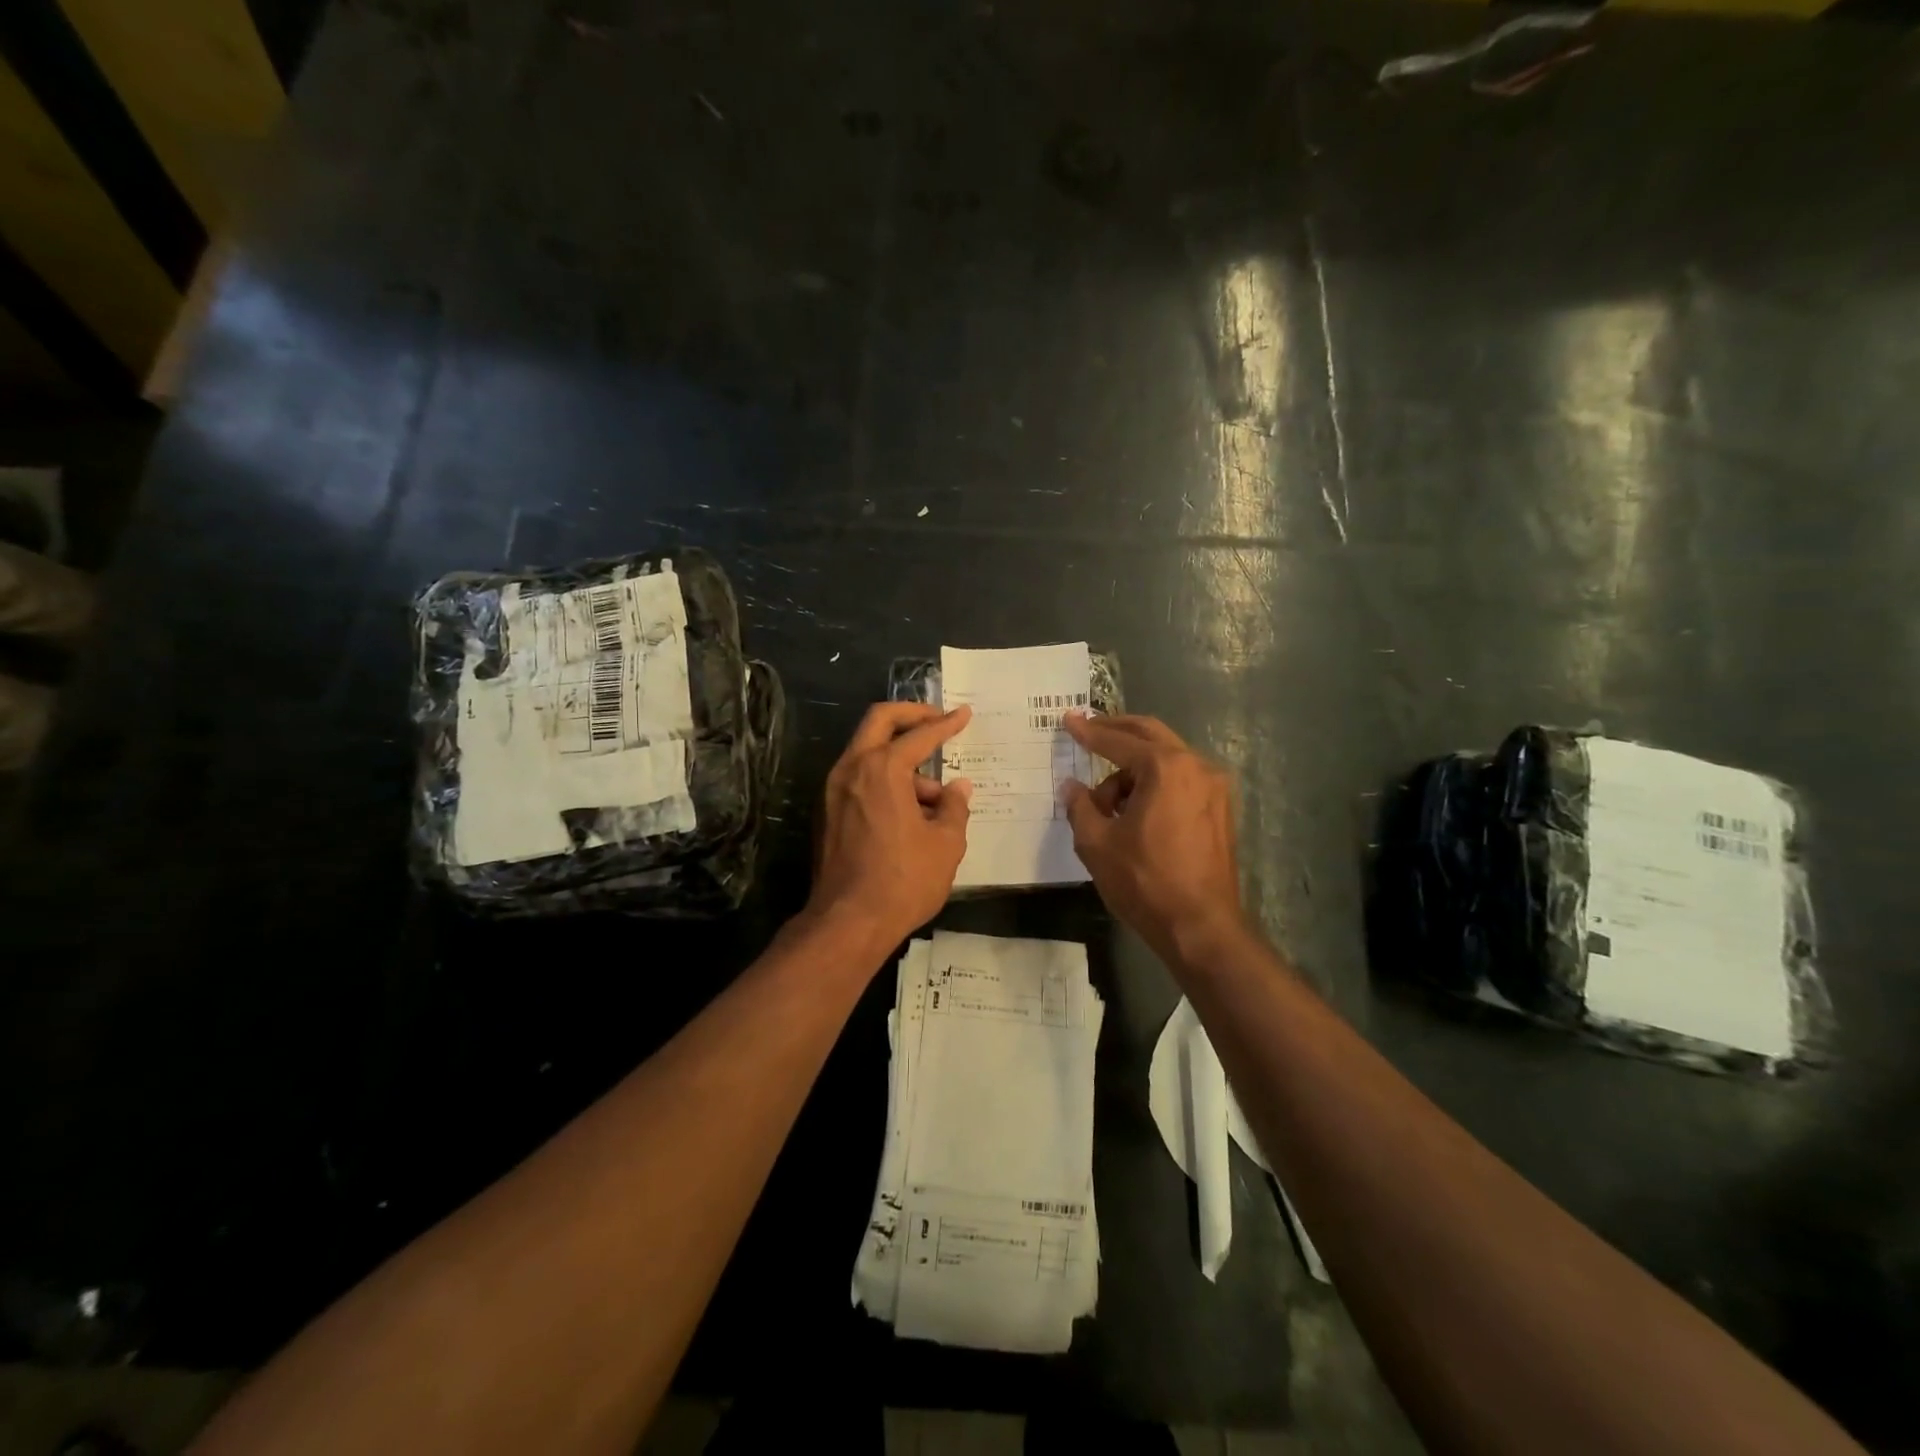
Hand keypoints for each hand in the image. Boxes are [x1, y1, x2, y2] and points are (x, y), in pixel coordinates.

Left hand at [808, 703, 973, 955]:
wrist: (847, 923)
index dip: (946, 724)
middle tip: (937, 722)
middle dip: (910, 716)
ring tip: (934, 799)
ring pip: (868, 753)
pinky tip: (909, 812)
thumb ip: (954, 807)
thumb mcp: (945, 844)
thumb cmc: (903, 880)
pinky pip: (858, 780)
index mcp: (882, 769)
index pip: (919, 735)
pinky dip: (883, 781)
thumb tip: (958, 788)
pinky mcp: (826, 813)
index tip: (963, 714)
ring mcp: (832, 790)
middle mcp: (851, 769)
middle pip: (879, 722)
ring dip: (900, 760)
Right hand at [1061, 712, 1245, 964]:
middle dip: (1117, 732)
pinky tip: (1135, 812)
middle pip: (1150, 735)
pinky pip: (1182, 780)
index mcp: (1166, 768)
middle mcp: (1196, 767)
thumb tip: (1072, 787)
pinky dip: (1156, 784)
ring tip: (1107, 806)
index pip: (1118, 741)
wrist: (1201, 928)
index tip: (1068, 720)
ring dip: (1134, 769)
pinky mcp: (1221, 810)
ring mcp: (1215, 788)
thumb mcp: (1097, 844)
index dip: (1088, 732)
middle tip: (1089, 732)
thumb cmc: (1145, 882)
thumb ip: (1080, 807)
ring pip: (1167, 760)